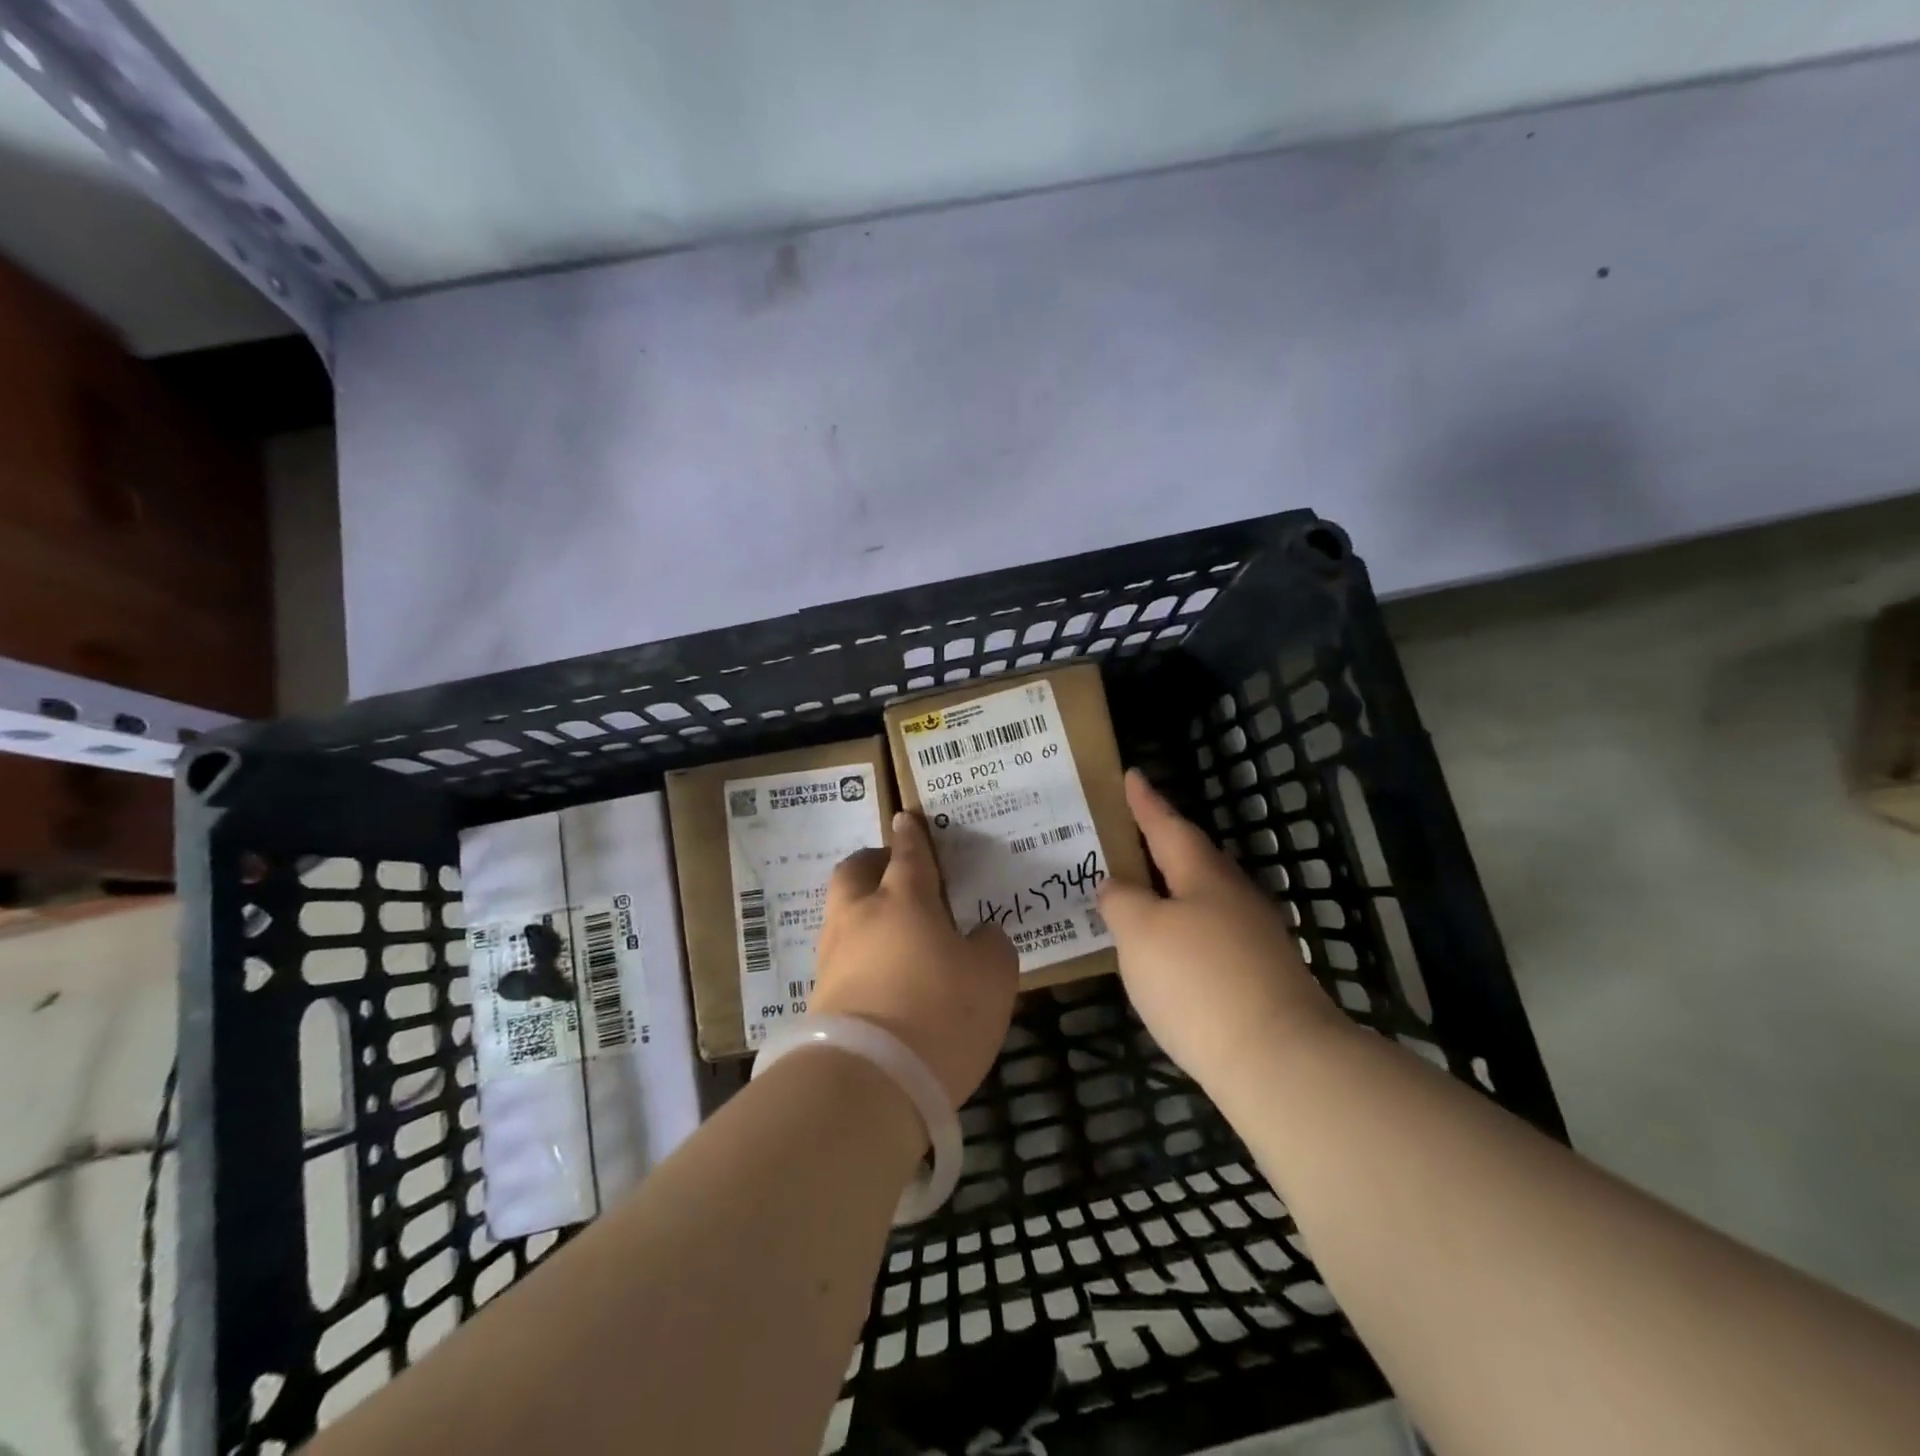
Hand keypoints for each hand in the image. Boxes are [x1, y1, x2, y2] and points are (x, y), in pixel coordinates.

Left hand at [812, 811, 1019, 1107]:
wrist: (868, 1082)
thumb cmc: (940, 1014)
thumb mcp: (992, 979)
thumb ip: (992, 946)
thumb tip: (982, 934)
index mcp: (904, 900)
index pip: (908, 854)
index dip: (910, 835)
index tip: (905, 818)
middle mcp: (860, 917)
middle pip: (853, 872)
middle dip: (871, 864)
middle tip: (893, 872)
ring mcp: (832, 956)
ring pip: (840, 913)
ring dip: (861, 909)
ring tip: (891, 930)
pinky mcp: (818, 996)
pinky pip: (838, 955)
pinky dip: (857, 952)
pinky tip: (879, 973)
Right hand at [1099, 770, 1347, 1084]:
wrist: (1279, 1061)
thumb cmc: (1198, 981)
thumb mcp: (1141, 933)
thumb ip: (1122, 901)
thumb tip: (1116, 885)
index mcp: (1204, 876)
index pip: (1167, 827)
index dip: (1146, 803)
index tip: (1132, 774)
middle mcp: (1235, 897)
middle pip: (1193, 859)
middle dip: (1162, 845)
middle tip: (1130, 836)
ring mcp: (1255, 938)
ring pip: (1205, 899)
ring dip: (1173, 890)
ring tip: (1141, 894)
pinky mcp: (1262, 976)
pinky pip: (1212, 934)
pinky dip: (1185, 930)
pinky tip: (1170, 953)